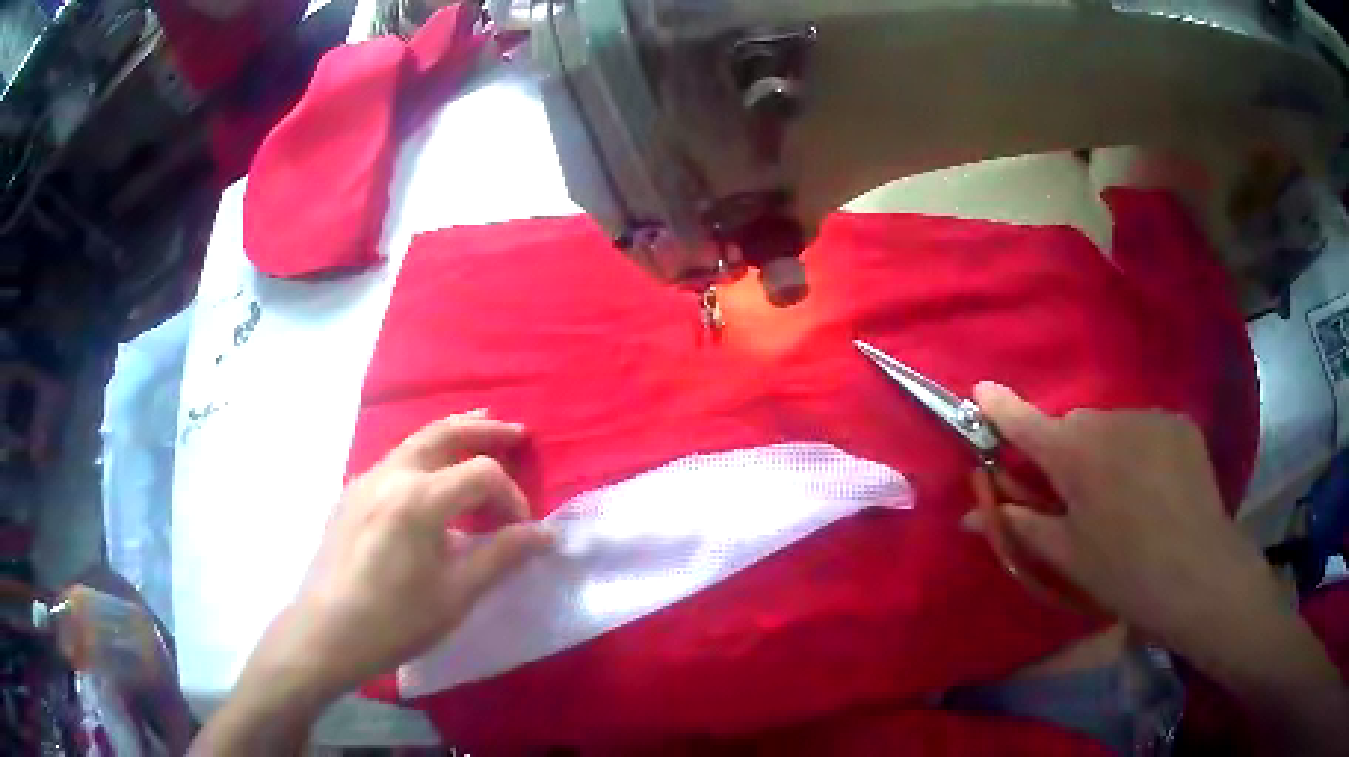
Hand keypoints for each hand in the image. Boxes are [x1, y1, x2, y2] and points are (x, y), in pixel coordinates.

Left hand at [193, 412, 550, 754]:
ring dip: (451, 435)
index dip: (511, 497)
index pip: (481, 474)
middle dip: (483, 429)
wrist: (327, 632)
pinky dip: (424, 456)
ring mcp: (364, 480)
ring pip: (414, 441)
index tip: (521, 532)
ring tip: (479, 434)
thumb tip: (545, 534)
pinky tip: (431, 482)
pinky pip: (394, 461)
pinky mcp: (350, 495)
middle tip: (515, 431)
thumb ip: (502, 555)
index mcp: (418, 497)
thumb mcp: (457, 594)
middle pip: (443, 433)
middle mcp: (390, 474)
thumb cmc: (396, 619)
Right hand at [963, 382, 1277, 645]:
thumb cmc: (1122, 571)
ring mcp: (1149, 416)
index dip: (1000, 408)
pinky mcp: (1179, 423)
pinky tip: (1154, 487)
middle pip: (1073, 427)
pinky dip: (1139, 449)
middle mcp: (1109, 420)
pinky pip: (1145, 429)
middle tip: (1075, 496)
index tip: (980, 392)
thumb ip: (1020, 524)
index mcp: (1074, 455)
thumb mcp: (1065, 555)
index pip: (1026, 423)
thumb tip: (971, 513)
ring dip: (1106, 451)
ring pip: (1111, 427)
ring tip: (1123, 497)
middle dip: (1066, 452)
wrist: (1197, 573)